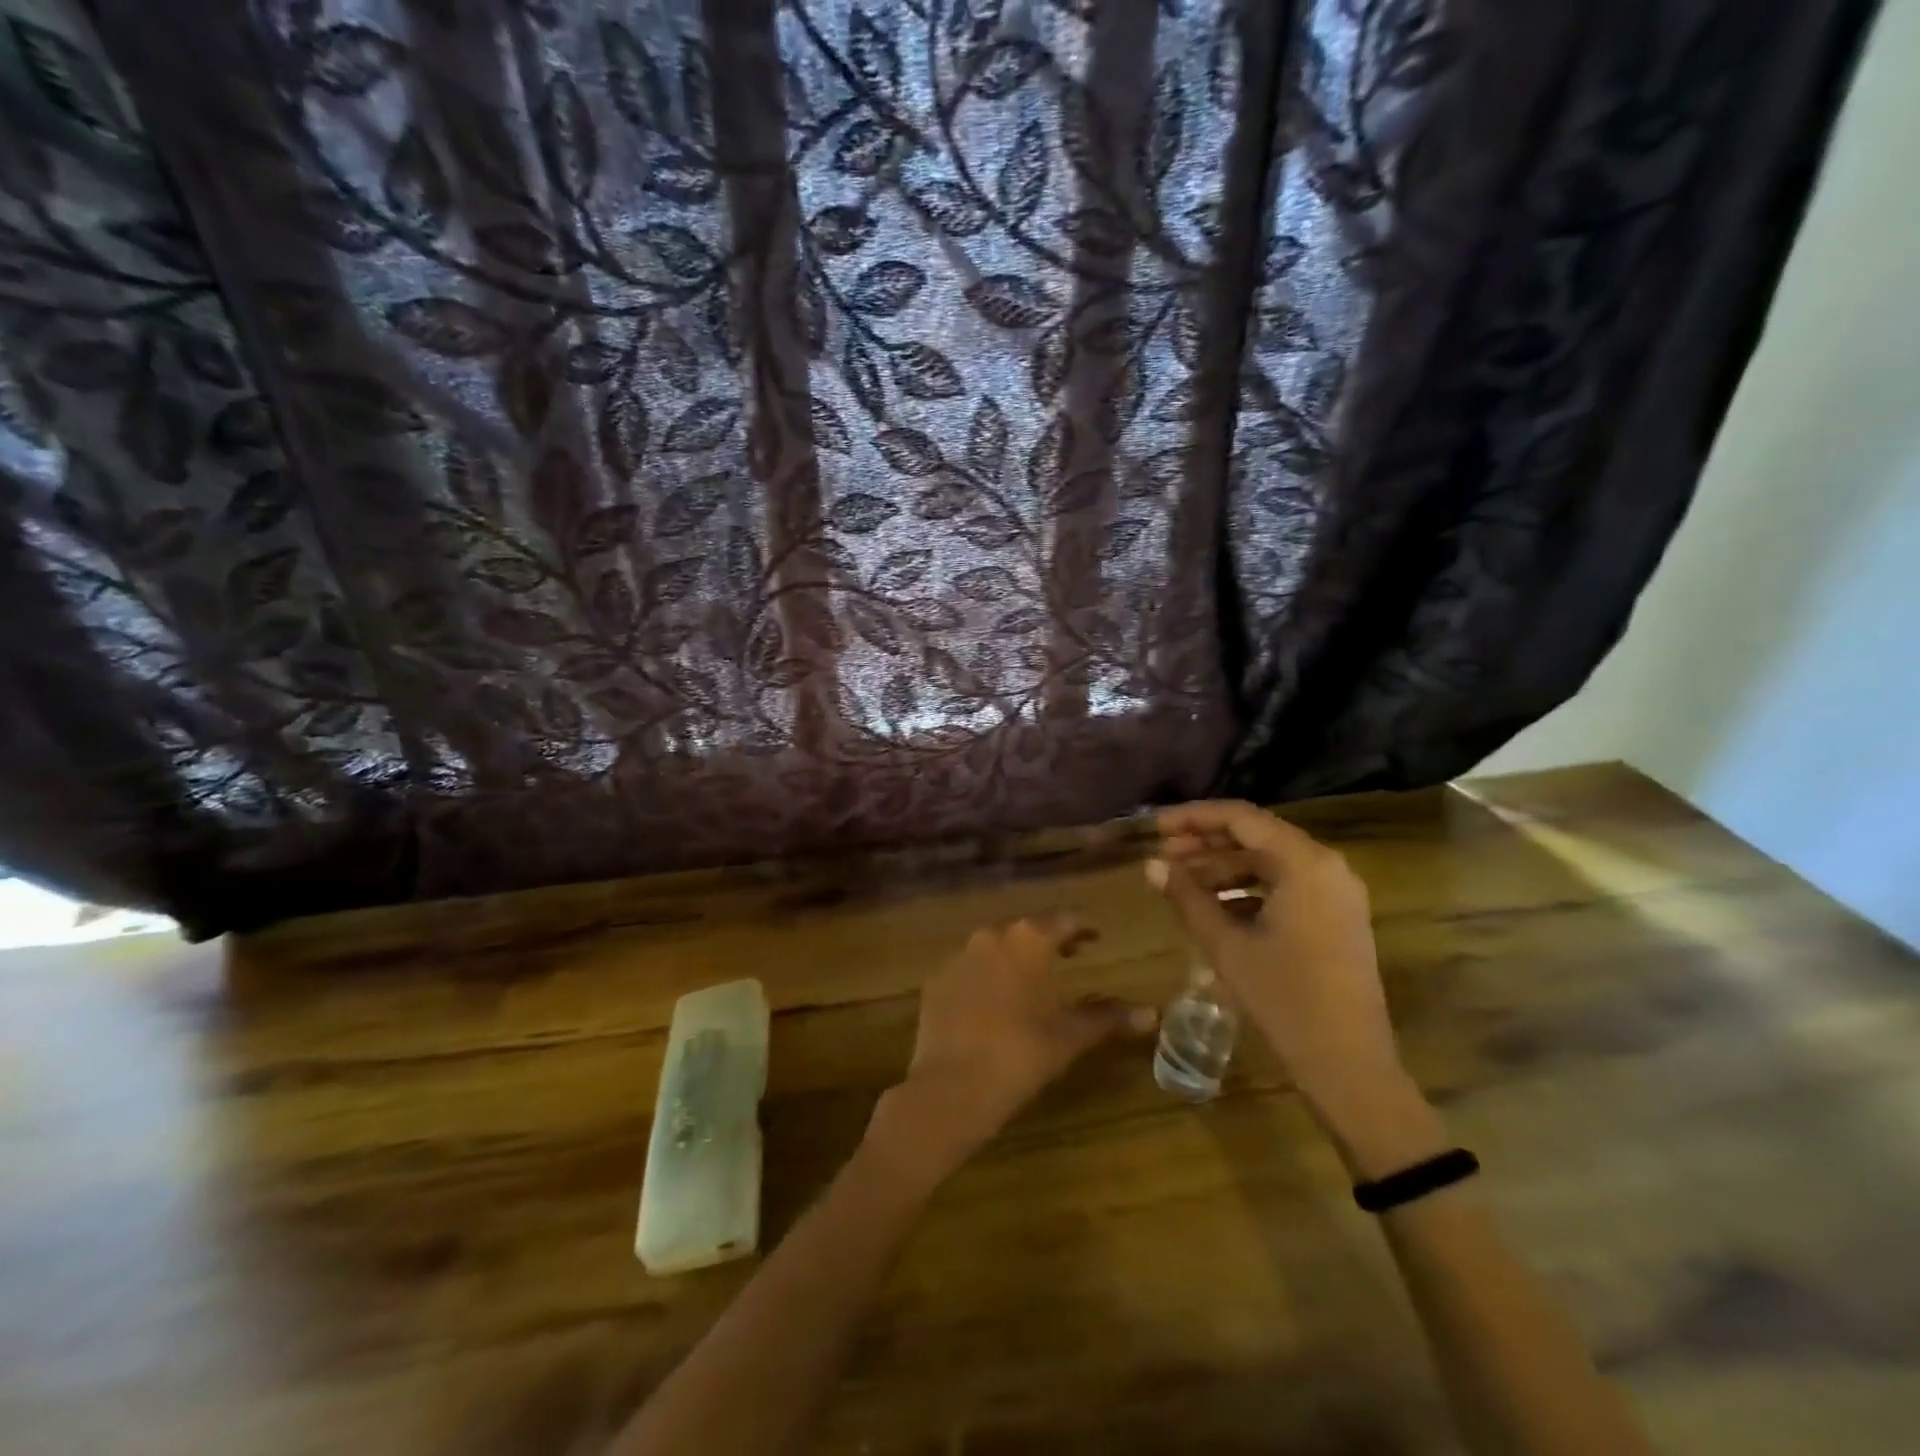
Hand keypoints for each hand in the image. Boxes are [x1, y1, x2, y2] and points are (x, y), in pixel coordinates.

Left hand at [868, 914, 1155, 1183]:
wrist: (951, 1087)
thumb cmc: (1022, 1054)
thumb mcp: (1071, 1036)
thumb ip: (1109, 1017)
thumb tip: (1151, 1013)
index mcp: (1028, 940)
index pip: (1063, 919)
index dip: (1082, 927)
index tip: (1096, 936)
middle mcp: (991, 936)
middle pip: (1027, 928)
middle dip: (1049, 939)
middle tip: (1070, 954)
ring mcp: (959, 956)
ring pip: (995, 945)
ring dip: (1016, 955)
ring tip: (1033, 978)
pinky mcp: (937, 980)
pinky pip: (969, 968)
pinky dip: (987, 975)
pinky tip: (995, 1000)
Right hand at [1147, 801, 1418, 1146]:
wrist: (1351, 1066)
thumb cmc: (1285, 1000)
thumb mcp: (1227, 946)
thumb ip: (1187, 898)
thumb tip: (1150, 865)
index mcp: (1304, 863)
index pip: (1241, 818)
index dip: (1194, 818)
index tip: (1156, 828)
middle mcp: (1327, 866)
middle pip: (1257, 836)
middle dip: (1206, 842)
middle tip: (1162, 854)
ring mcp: (1336, 893)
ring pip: (1270, 862)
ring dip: (1224, 868)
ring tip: (1180, 881)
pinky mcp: (1337, 917)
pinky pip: (1286, 886)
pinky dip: (1248, 889)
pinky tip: (1214, 907)